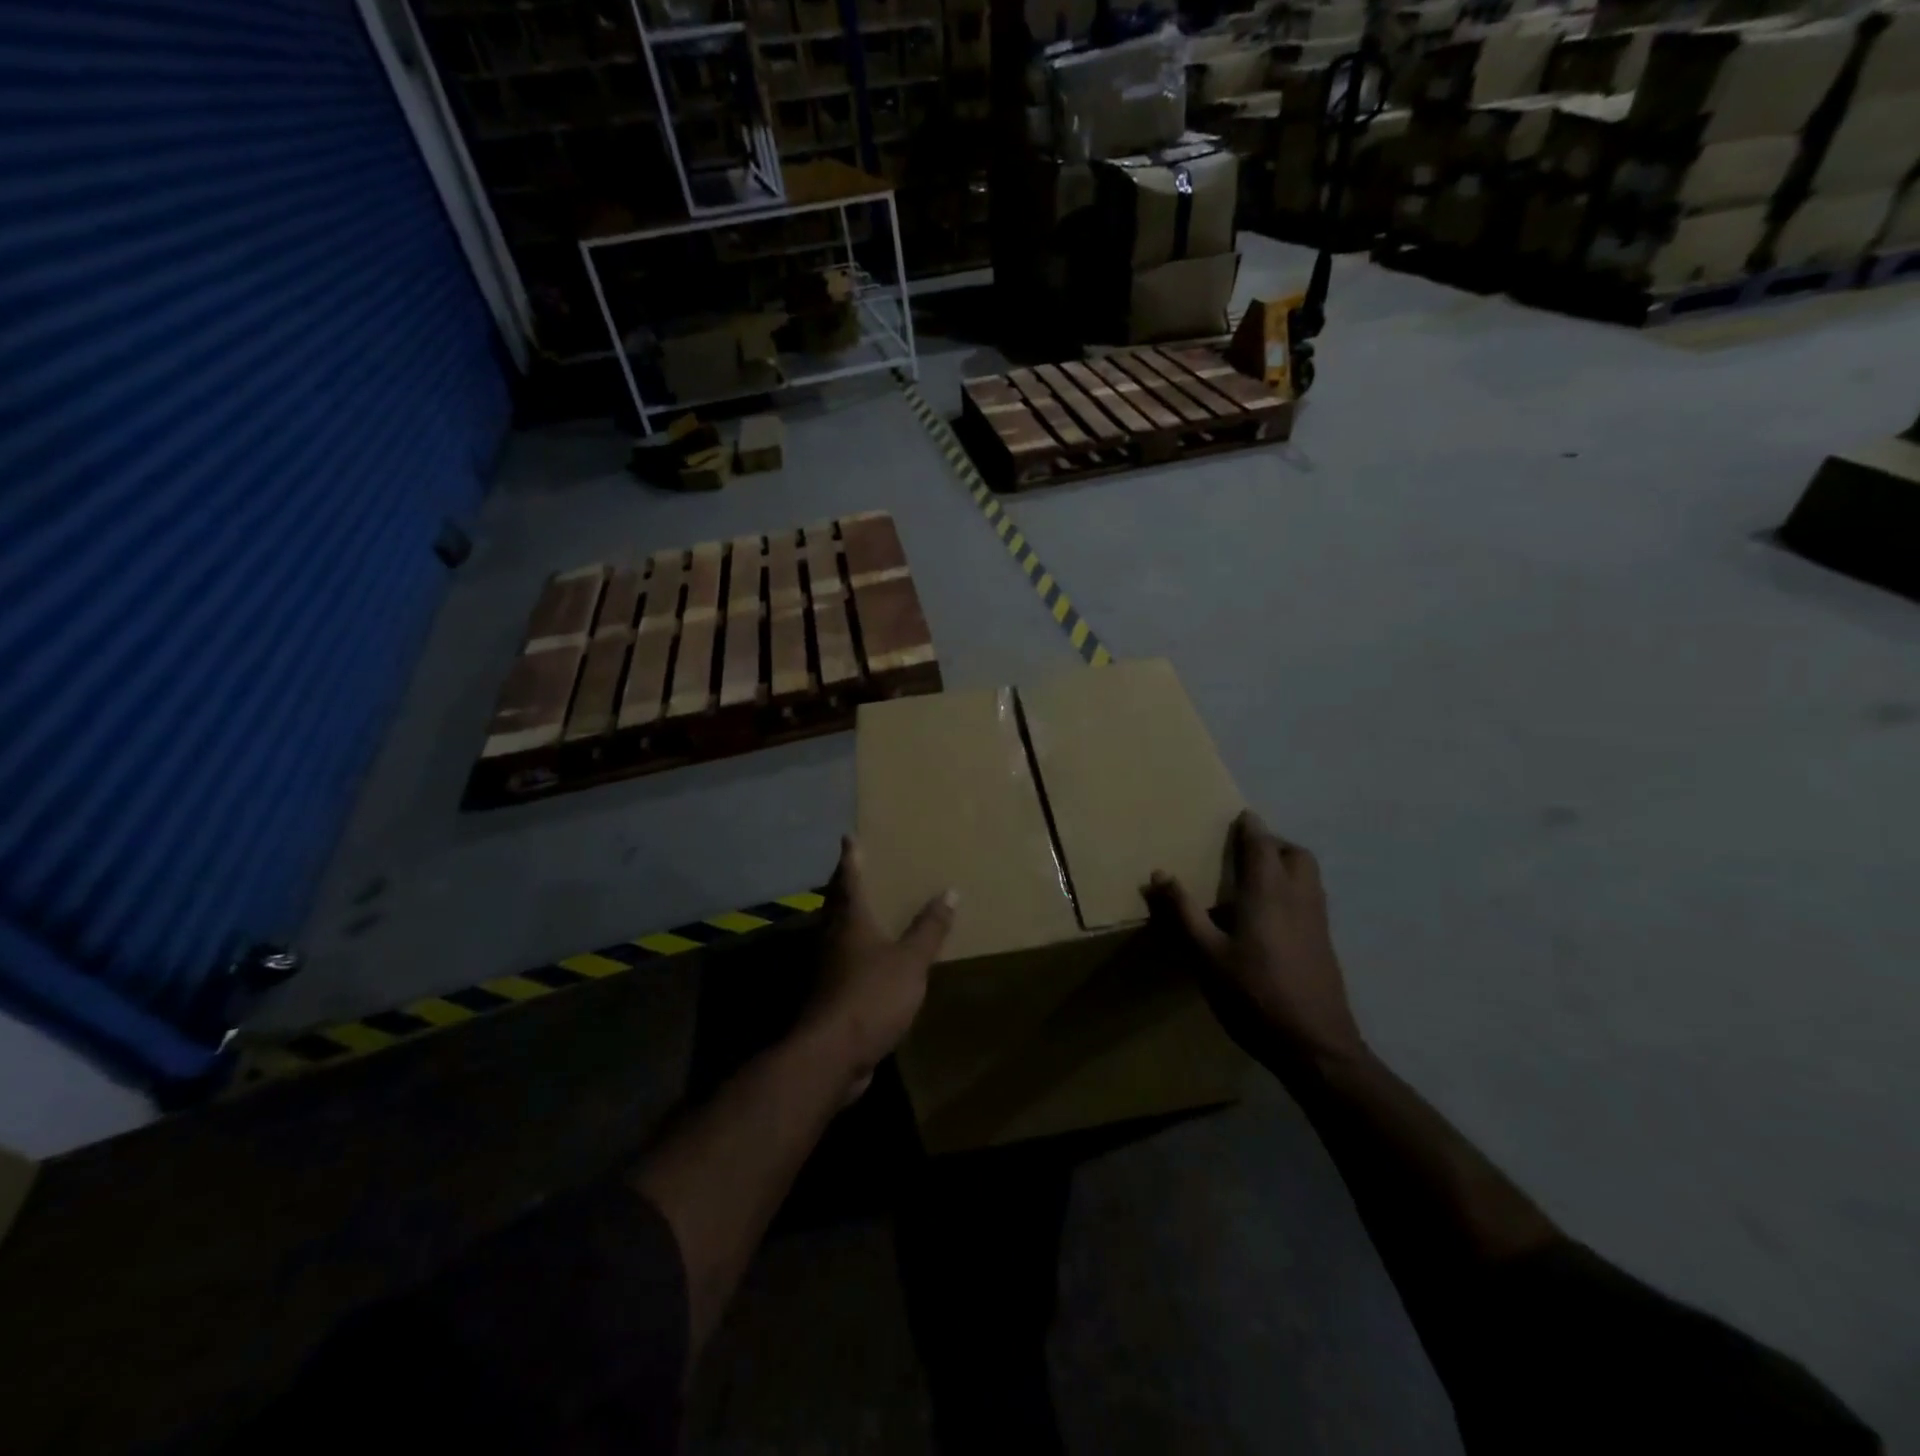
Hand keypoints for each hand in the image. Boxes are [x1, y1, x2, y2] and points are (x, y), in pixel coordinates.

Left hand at [802, 836, 956, 1102]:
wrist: (831, 1054)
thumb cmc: (871, 995)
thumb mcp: (910, 961)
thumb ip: (929, 928)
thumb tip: (950, 890)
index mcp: (849, 922)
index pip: (848, 880)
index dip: (850, 859)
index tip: (848, 838)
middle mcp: (831, 939)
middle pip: (836, 905)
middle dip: (845, 886)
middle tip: (856, 870)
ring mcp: (826, 969)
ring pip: (836, 934)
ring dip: (848, 919)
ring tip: (868, 911)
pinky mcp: (829, 996)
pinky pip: (843, 963)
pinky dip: (855, 953)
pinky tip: (870, 961)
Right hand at [1145, 812, 1365, 1075]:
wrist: (1315, 1044)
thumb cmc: (1254, 993)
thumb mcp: (1206, 955)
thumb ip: (1183, 912)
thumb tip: (1159, 874)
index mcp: (1268, 892)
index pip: (1262, 844)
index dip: (1251, 827)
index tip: (1239, 816)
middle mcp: (1299, 896)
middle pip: (1295, 854)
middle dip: (1273, 844)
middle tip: (1246, 851)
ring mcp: (1317, 920)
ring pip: (1308, 875)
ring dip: (1286, 865)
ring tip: (1255, 880)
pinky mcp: (1324, 942)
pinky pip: (1310, 898)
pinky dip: (1293, 889)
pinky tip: (1270, 917)